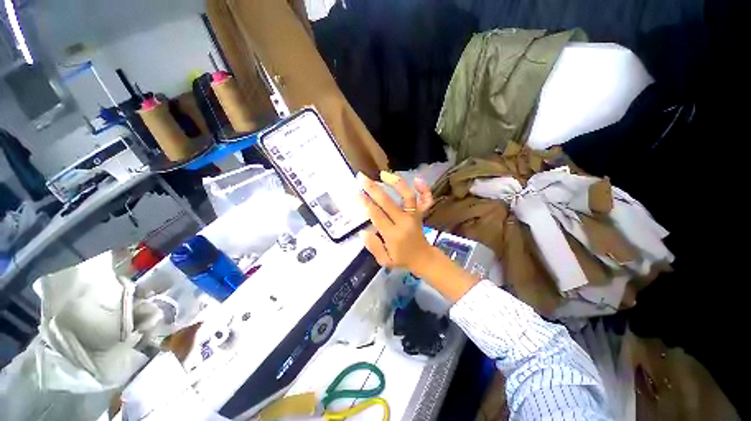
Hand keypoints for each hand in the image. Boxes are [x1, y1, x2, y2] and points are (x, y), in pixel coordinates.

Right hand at [357, 171, 435, 275]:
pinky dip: (424, 188)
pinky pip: (426, 199)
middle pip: (388, 202)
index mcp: (393, 235)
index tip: (356, 193)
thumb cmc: (402, 259)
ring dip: (395, 183)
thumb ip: (374, 247)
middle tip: (362, 177)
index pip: (377, 215)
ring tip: (383, 174)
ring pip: (407, 196)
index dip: (366, 203)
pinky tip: (417, 179)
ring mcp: (415, 216)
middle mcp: (404, 222)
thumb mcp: (385, 261)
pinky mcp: (421, 213)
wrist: (424, 259)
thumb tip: (363, 231)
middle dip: (373, 188)